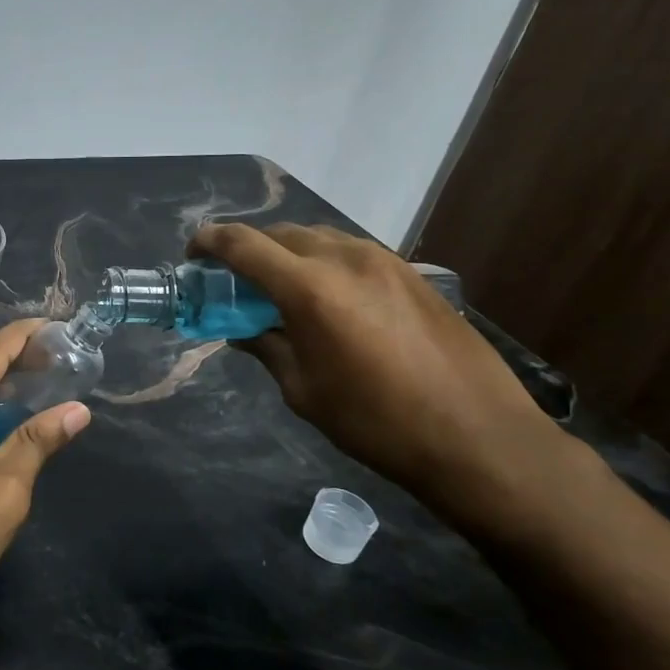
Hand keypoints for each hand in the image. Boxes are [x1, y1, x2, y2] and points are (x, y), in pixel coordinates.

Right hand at [188, 223, 556, 503]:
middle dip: (248, 249)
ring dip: (288, 253)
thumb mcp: (303, 390)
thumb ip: (266, 346)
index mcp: (309, 288)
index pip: (243, 245)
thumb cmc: (376, 422)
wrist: (477, 436)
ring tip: (278, 287)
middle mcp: (345, 258)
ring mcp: (384, 261)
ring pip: (318, 238)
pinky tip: (327, 297)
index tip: (192, 254)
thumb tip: (242, 329)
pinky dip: (323, 262)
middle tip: (233, 280)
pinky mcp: (411, 273)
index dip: (210, 243)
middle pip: (280, 234)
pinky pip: (350, 252)